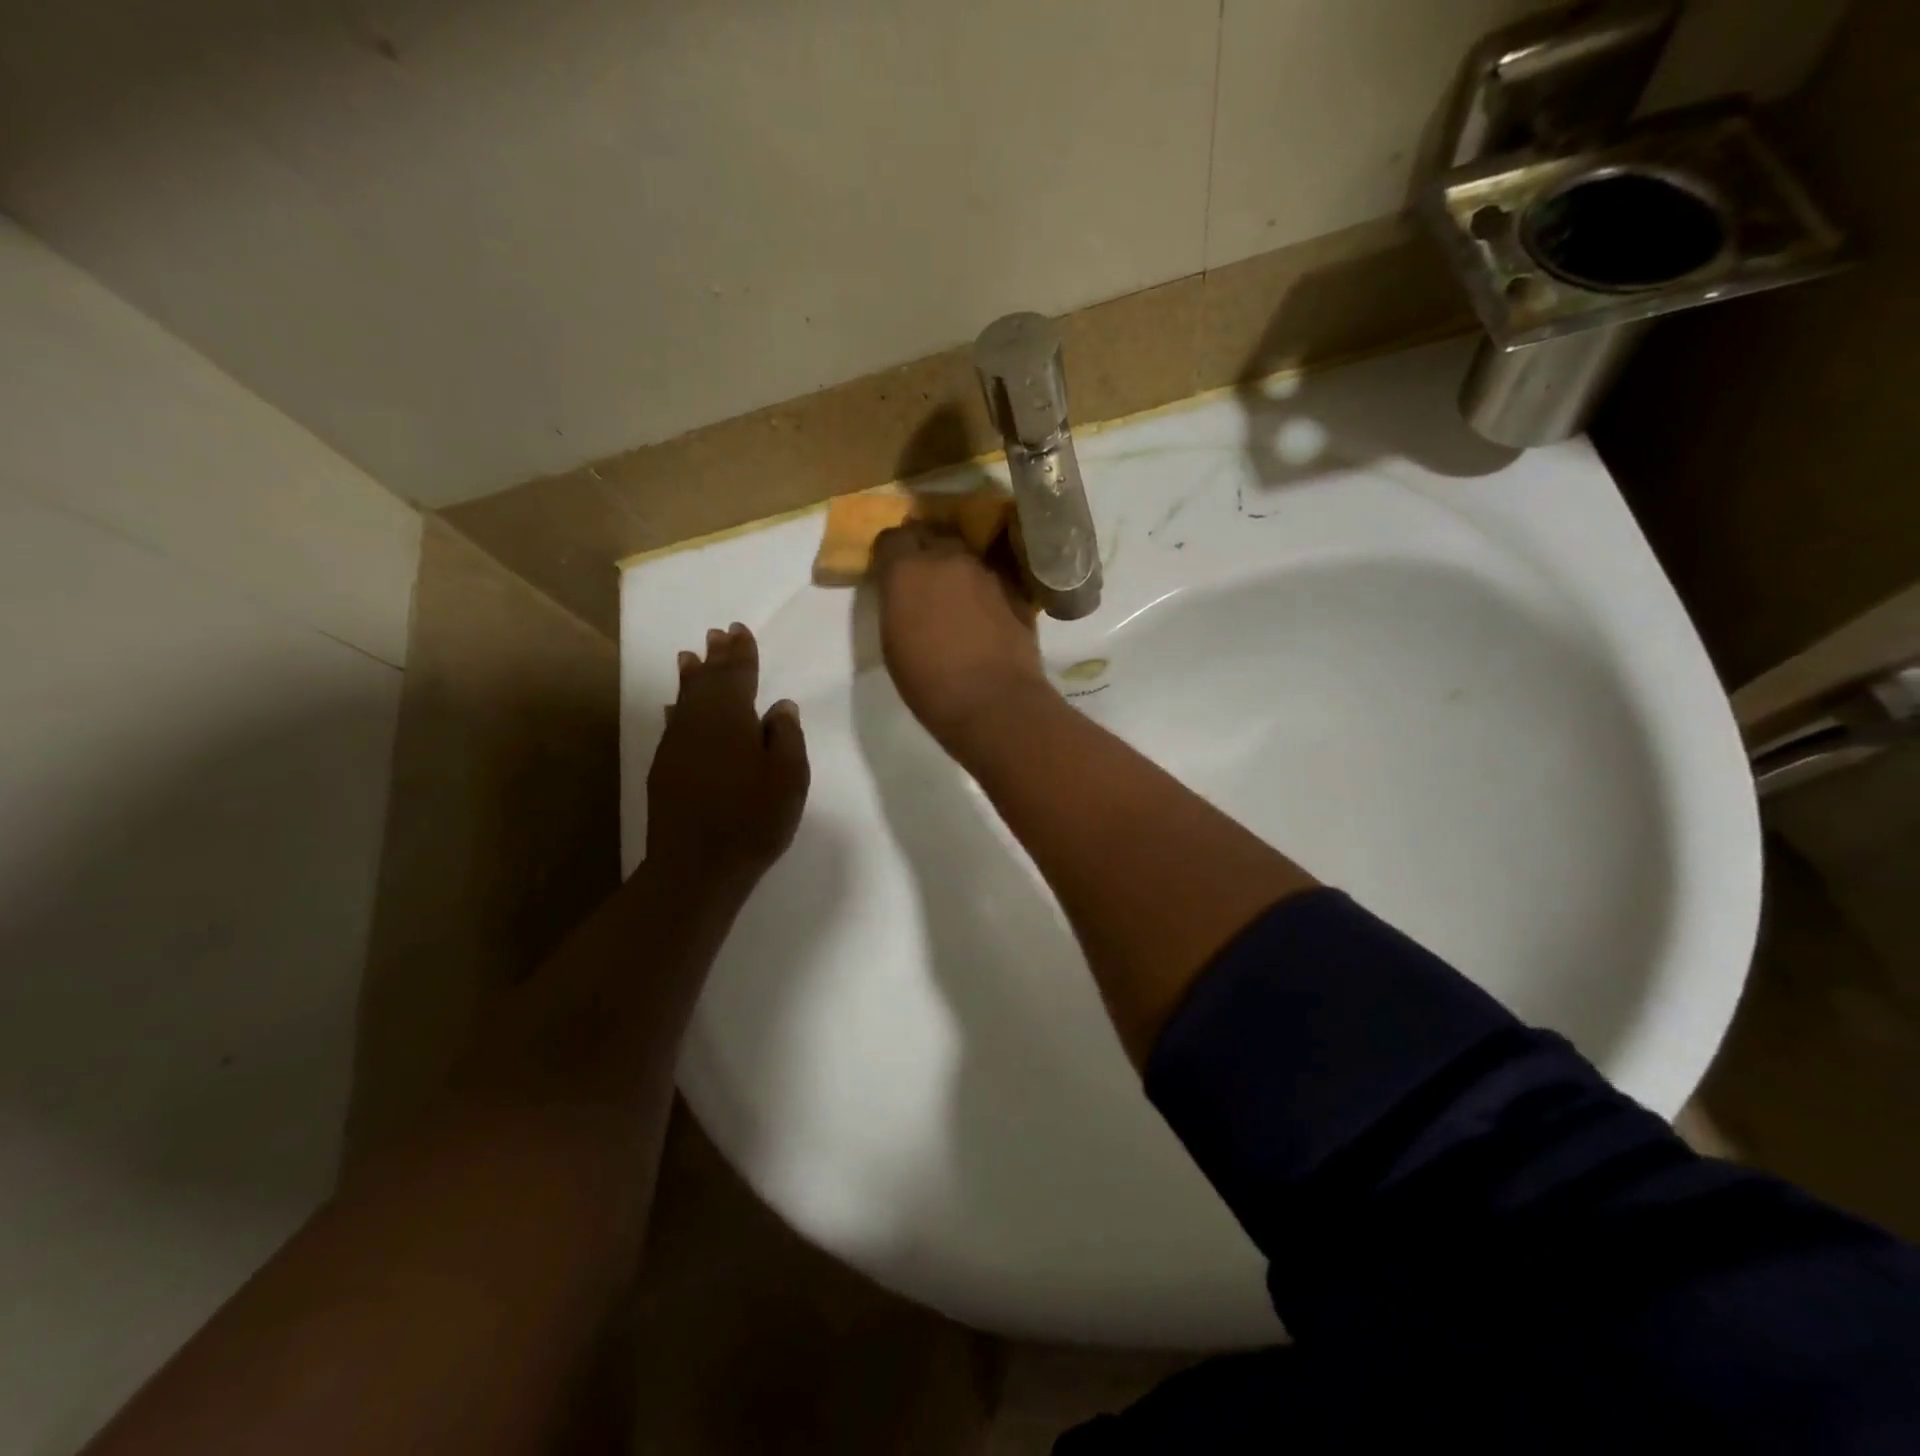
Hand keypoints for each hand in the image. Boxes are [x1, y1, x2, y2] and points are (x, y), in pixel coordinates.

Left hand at [646, 624, 808, 888]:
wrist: (696, 864)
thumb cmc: (753, 817)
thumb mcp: (789, 776)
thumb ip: (786, 736)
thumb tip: (779, 706)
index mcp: (731, 717)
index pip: (737, 674)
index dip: (741, 652)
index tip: (739, 630)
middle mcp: (698, 722)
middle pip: (707, 681)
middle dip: (715, 657)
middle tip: (717, 634)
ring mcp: (676, 745)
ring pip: (684, 699)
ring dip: (690, 677)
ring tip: (690, 657)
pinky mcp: (664, 769)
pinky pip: (672, 724)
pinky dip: (676, 709)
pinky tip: (673, 708)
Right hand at [871, 523, 1049, 750]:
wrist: (994, 702)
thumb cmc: (929, 683)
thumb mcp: (893, 642)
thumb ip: (897, 603)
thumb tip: (905, 594)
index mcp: (906, 569)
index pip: (892, 538)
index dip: (891, 554)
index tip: (891, 573)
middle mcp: (947, 557)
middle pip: (933, 539)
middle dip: (926, 553)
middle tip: (924, 583)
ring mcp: (986, 571)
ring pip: (965, 557)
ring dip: (957, 571)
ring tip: (957, 600)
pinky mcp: (1016, 589)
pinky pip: (992, 578)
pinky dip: (984, 589)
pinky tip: (985, 615)